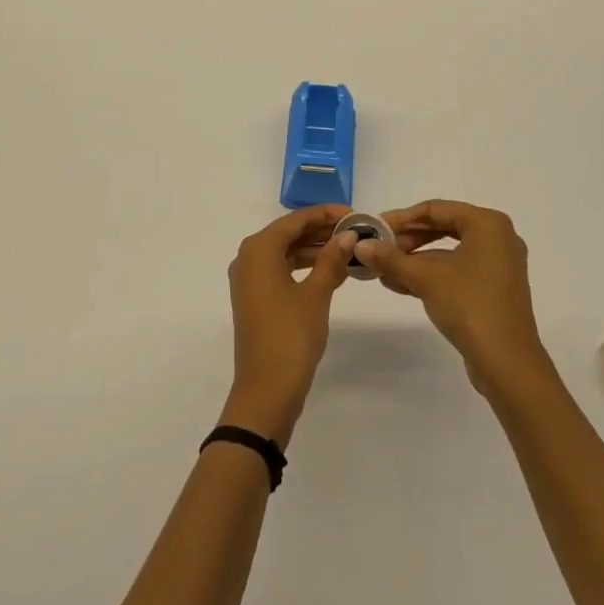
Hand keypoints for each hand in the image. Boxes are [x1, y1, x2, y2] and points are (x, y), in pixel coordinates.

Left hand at [221, 205, 355, 445]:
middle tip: (355, 230)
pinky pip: (281, 270)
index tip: (354, 213)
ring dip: (314, 249)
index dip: (325, 214)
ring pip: (285, 252)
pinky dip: (304, 267)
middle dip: (320, 230)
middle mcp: (248, 257)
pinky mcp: (255, 298)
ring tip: (348, 249)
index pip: (295, 220)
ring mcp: (249, 279)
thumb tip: (348, 235)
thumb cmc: (291, 336)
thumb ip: (331, 260)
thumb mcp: (316, 294)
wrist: (266, 391)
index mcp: (258, 249)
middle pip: (288, 233)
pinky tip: (330, 271)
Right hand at [355, 200, 551, 393]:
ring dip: (415, 260)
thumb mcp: (425, 278)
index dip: (401, 218)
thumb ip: (391, 258)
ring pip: (448, 252)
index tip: (374, 228)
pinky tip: (401, 284)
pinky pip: (457, 271)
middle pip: (442, 228)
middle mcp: (497, 238)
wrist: (508, 365)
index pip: (435, 209)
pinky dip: (431, 275)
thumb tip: (360, 246)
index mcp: (487, 224)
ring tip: (383, 270)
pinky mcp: (494, 290)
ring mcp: (498, 265)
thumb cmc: (469, 306)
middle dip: (407, 240)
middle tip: (379, 249)